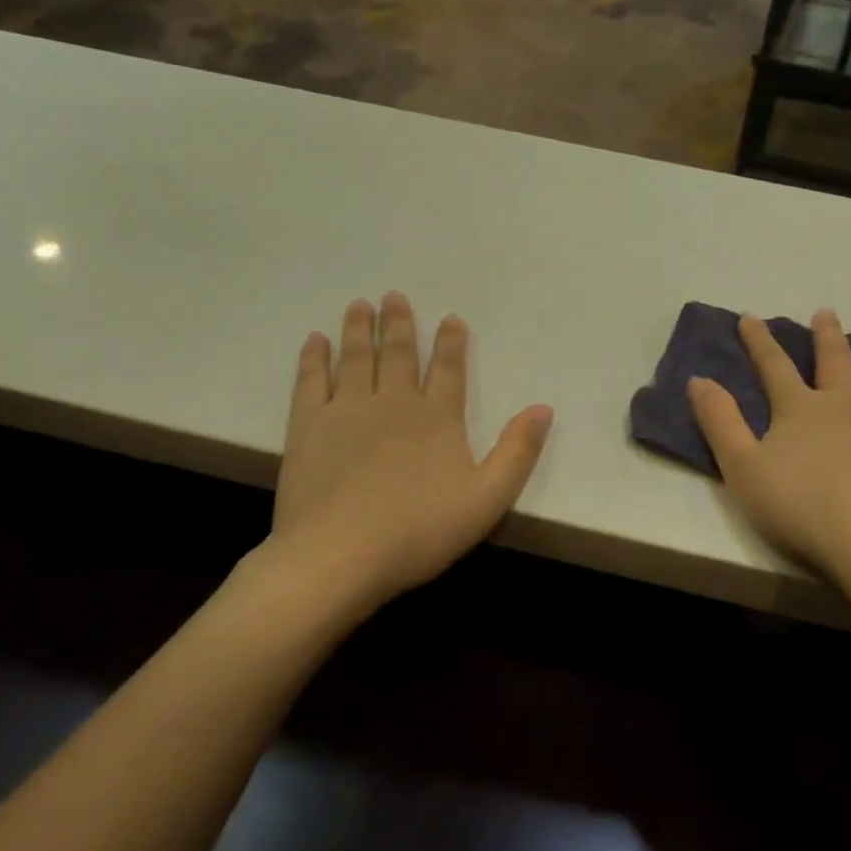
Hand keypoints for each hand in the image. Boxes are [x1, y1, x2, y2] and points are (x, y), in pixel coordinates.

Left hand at [254, 293, 552, 613]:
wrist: (339, 555)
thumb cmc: (419, 531)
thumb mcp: (488, 499)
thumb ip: (518, 452)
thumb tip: (543, 408)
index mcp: (437, 418)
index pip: (448, 369)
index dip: (451, 342)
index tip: (451, 317)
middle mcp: (392, 403)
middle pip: (397, 353)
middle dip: (399, 323)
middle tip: (394, 295)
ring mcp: (346, 411)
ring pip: (355, 358)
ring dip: (358, 329)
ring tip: (359, 304)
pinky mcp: (307, 426)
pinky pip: (311, 380)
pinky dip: (313, 358)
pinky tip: (314, 341)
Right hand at [688, 311, 850, 589]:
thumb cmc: (801, 509)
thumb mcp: (742, 469)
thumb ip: (720, 423)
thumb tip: (698, 379)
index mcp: (800, 409)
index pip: (774, 367)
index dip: (758, 341)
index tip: (749, 316)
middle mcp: (846, 404)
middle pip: (836, 362)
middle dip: (827, 336)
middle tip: (826, 313)